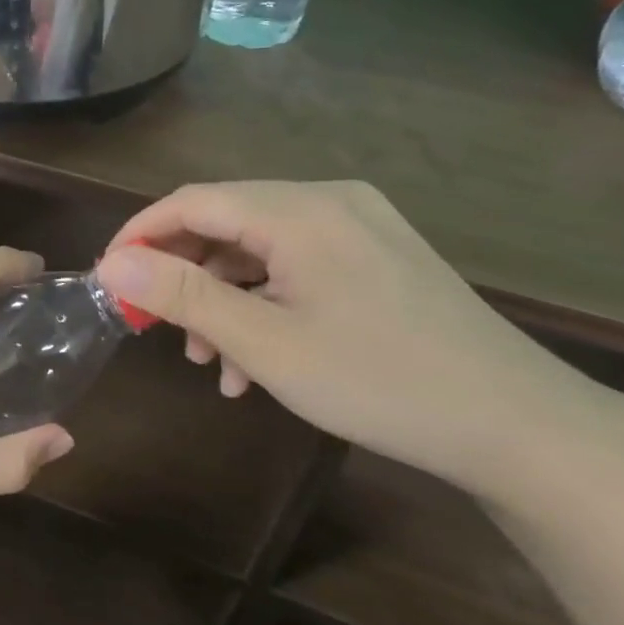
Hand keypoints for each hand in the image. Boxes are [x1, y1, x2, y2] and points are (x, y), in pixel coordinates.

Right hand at [93, 181, 623, 504]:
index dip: (140, 234)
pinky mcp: (377, 255)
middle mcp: (328, 200)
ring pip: (260, 248)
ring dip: (223, 298)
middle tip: (157, 329)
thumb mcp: (265, 342)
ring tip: (212, 363)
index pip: (192, 200)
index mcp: (299, 210)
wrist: (515, 423)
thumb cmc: (377, 380)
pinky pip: (297, 265)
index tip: (108, 279)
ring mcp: (359, 226)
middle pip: (225, 221)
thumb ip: (183, 295)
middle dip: (183, 275)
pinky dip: (265, 303)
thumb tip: (111, 263)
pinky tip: (258, 361)